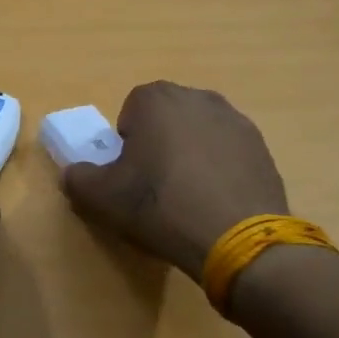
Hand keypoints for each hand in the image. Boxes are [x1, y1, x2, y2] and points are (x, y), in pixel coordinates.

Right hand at [63, 82, 287, 284]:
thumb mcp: (100, 197)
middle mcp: (198, 98)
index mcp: (156, 99)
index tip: (129, 173)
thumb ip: (77, 178)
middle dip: (159, 143)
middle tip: (154, 184)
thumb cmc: (159, 206)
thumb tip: (75, 173)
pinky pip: (228, 153)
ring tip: (188, 197)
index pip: (130, 110)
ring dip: (190, 155)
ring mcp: (236, 121)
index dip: (126, 142)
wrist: (236, 239)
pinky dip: (220, 170)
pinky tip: (215, 203)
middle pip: (167, 117)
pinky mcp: (262, 148)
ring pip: (199, 133)